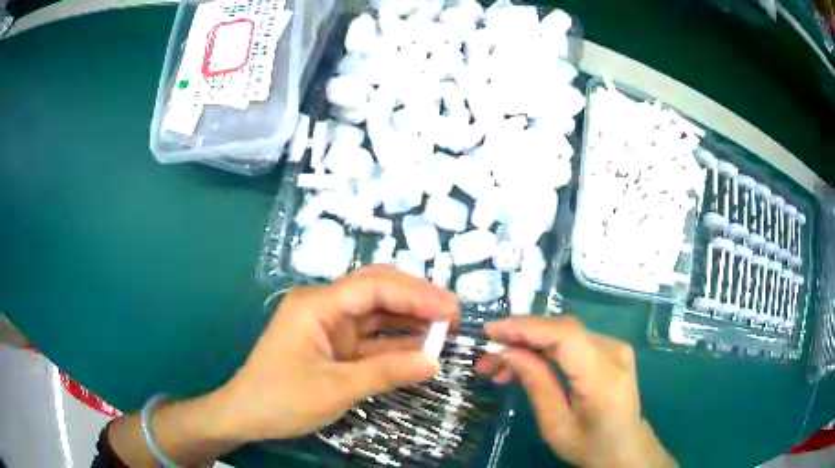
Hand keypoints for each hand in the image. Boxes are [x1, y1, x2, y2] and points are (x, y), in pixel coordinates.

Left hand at [218, 265, 457, 440]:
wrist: (247, 415)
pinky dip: (396, 342)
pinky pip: (372, 338)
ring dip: (410, 319)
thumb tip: (434, 362)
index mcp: (316, 304)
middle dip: (416, 299)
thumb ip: (386, 373)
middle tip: (453, 314)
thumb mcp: (335, 389)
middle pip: (377, 291)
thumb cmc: (282, 399)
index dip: (415, 294)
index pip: (373, 287)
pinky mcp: (335, 345)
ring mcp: (330, 326)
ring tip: (446, 328)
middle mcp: (325, 306)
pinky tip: (422, 346)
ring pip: (377, 313)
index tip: (451, 309)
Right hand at [475, 316, 675, 467]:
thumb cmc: (590, 445)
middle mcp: (614, 352)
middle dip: (520, 336)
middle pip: (563, 329)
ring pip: (564, 332)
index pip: (566, 336)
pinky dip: (544, 347)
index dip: (526, 328)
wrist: (625, 446)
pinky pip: (572, 340)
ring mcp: (615, 347)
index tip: (490, 332)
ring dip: (529, 343)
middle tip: (486, 357)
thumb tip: (507, 352)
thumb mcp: (556, 426)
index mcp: (604, 377)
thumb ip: (536, 385)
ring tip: (499, 367)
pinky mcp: (611, 349)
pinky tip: (525, 363)